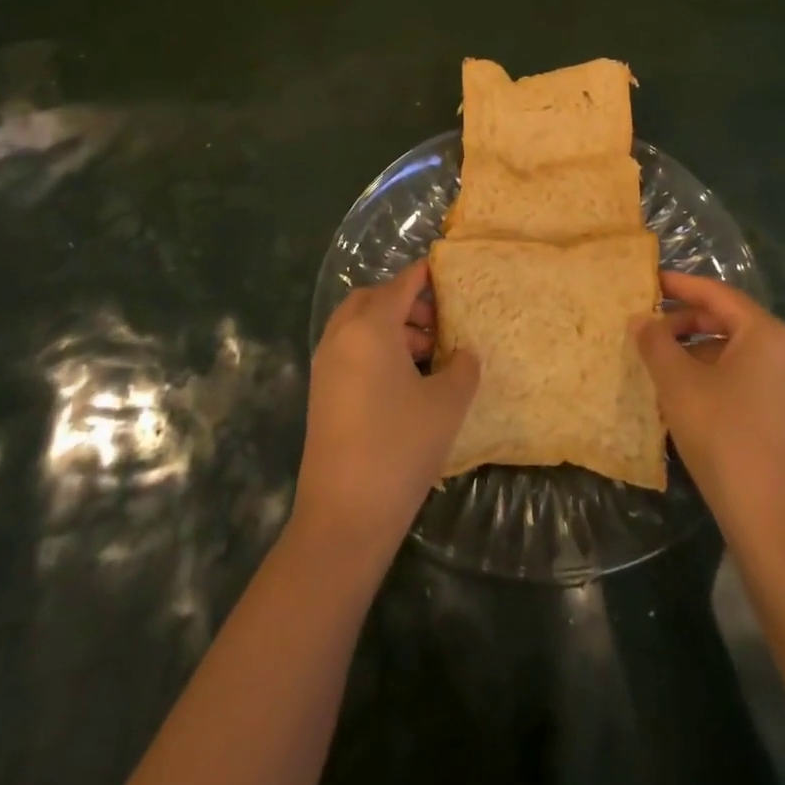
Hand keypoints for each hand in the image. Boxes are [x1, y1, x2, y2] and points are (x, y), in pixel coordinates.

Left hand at [293, 260, 479, 560]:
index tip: (447, 269)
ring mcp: (326, 365)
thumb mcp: (447, 403)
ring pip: (358, 326)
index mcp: (370, 327)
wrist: (344, 515)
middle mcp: (342, 337)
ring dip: (390, 327)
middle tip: (437, 319)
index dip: (425, 274)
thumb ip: (462, 367)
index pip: (401, 285)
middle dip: (404, 301)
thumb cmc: (400, 447)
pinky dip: (375, 348)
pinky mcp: (321, 392)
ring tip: (428, 352)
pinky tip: (405, 379)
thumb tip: (463, 354)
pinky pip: (350, 350)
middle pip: (373, 299)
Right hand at [635, 271, 784, 537]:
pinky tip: (687, 396)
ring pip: (738, 353)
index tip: (649, 281)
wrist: (774, 520)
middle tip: (649, 328)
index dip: (680, 286)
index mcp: (767, 334)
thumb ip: (656, 342)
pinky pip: (749, 379)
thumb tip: (641, 319)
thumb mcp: (678, 384)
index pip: (718, 294)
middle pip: (730, 322)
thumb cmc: (723, 436)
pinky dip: (716, 376)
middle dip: (686, 322)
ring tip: (661, 365)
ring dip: (698, 352)